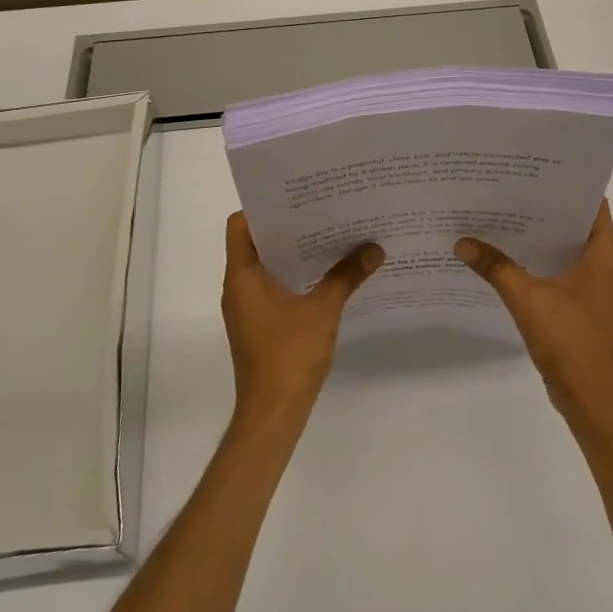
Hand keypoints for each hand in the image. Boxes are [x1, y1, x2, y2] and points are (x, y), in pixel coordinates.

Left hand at [221, 212, 383, 430]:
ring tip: (330, 237)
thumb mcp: (323, 310)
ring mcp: (247, 308)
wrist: (273, 413)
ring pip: (267, 267)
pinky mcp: (259, 325)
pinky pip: (274, 288)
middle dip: (289, 227)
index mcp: (242, 276)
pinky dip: (295, 278)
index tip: (296, 198)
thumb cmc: (289, 355)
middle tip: (323, 211)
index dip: (264, 208)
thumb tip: (374, 248)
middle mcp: (238, 287)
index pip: (240, 225)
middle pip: (257, 243)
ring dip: (294, 254)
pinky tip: (327, 276)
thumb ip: (347, 276)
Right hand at [456, 201, 612, 433]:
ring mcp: (593, 287)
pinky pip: (559, 271)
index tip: (537, 168)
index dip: (569, 184)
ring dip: (539, 235)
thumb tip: (462, 241)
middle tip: (508, 187)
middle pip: (576, 224)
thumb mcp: (527, 299)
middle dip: (544, 206)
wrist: (590, 399)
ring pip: (565, 249)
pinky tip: (507, 257)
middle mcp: (604, 265)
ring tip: (502, 215)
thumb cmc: (570, 341)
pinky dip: (538, 261)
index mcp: (603, 255)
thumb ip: (495, 267)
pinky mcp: (581, 306)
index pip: (593, 204)